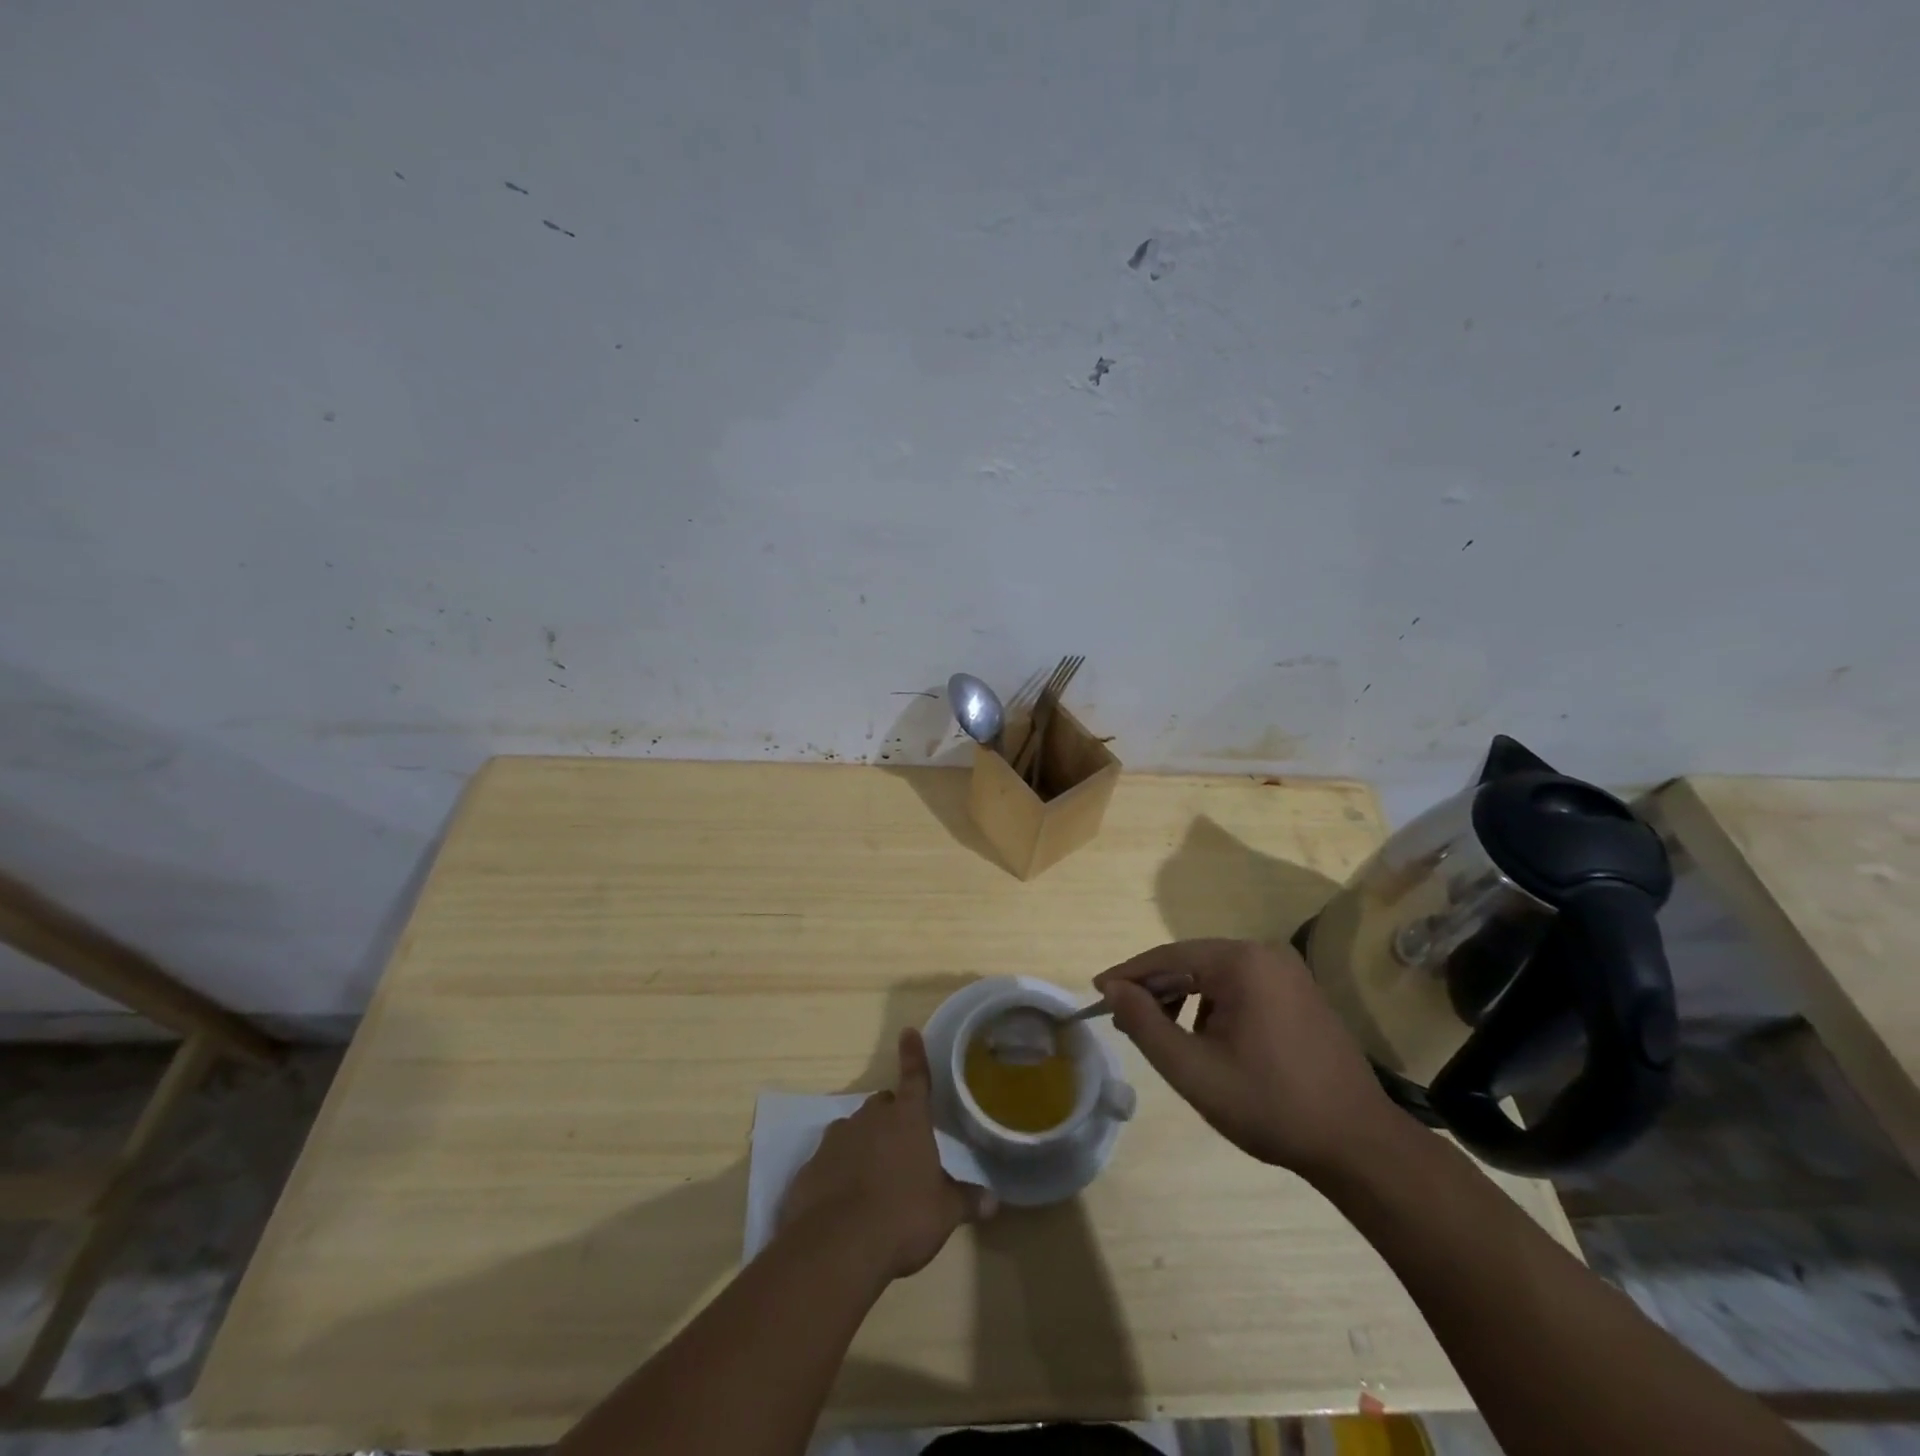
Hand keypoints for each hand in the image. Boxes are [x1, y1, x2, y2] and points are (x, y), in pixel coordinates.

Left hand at [780, 1028, 995, 1280]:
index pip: (915, 1077)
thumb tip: (994, 1200)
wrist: (836, 1247)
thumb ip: (967, 1200)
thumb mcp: (944, 1212)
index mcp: (907, 1119)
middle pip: (883, 1105)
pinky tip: (843, 1200)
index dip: (913, 1055)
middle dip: (892, 1117)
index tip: (908, 1031)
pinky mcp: (810, 1167)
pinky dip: (837, 1171)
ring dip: (863, 1143)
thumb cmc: (902, 1218)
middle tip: (902, 1145)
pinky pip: (829, 1160)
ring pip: (854, 1130)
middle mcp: (870, 1119)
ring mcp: (836, 1140)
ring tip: (873, 1176)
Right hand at [1094, 938, 1406, 1179]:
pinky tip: (1208, 1041)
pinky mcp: (1301, 995)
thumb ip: (1145, 1024)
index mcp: (1242, 962)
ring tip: (1164, 1036)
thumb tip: (1112, 989)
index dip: (1128, 975)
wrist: (1358, 1145)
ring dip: (1184, 1000)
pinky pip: (1241, 988)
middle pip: (1192, 962)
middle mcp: (1266, 955)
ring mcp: (1289, 973)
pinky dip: (1214, 1007)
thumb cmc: (1269, 1105)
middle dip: (1156, 989)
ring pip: (1216, 976)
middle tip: (1124, 1020)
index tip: (1097, 992)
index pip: (1169, 956)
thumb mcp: (1193, 1069)